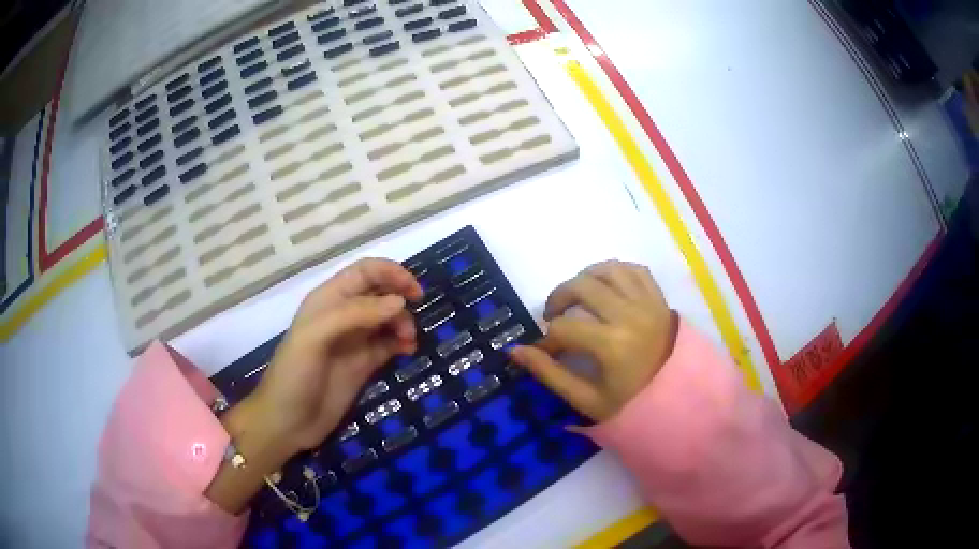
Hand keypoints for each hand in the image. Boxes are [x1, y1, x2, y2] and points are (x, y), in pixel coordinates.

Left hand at [248, 258, 422, 453]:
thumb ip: (354, 314)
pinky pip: (389, 344)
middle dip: (400, 298)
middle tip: (413, 318)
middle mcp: (343, 315)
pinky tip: (407, 351)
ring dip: (403, 322)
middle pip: (380, 292)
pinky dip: (402, 342)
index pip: (364, 272)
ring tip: (408, 340)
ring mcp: (354, 341)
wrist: (287, 423)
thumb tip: (399, 303)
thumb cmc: (294, 375)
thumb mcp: (315, 337)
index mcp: (328, 300)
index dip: (390, 273)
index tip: (413, 291)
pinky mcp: (363, 364)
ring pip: (387, 318)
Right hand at [509, 261, 678, 421]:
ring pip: (608, 269)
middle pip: (581, 286)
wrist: (681, 401)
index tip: (544, 352)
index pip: (563, 329)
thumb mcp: (588, 401)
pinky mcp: (659, 299)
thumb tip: (515, 351)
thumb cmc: (633, 406)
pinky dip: (615, 272)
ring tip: (577, 297)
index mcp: (612, 345)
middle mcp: (630, 315)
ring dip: (584, 278)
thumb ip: (550, 375)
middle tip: (553, 316)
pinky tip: (605, 287)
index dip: (545, 341)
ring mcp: (648, 303)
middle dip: (558, 298)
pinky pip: (635, 270)